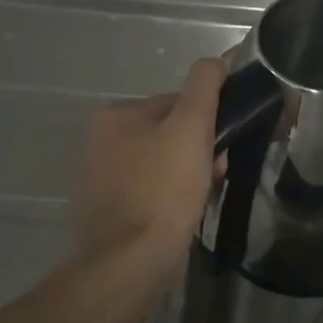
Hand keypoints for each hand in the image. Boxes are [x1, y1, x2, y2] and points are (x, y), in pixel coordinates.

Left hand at [72, 58, 225, 297]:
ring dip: (187, 174)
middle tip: (216, 174)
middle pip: (169, 133)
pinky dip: (169, 197)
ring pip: (161, 163)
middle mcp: (99, 141)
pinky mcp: (106, 211)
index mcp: (115, 115)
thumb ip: (205, 85)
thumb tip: (216, 59)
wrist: (131, 262)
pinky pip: (149, 191)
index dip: (207, 123)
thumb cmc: (164, 188)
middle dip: (198, 150)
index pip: (176, 104)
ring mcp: (99, 179)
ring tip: (202, 196)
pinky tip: (182, 213)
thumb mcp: (192, 126)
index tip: (223, 146)